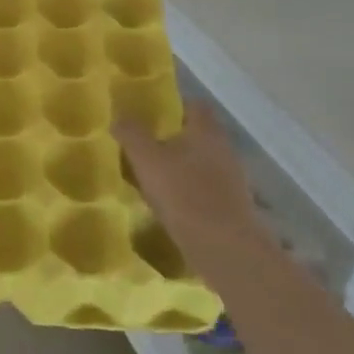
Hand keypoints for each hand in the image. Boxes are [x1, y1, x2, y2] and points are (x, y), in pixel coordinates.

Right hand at [116, 104, 259, 264]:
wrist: (225, 248)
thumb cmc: (184, 194)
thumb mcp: (146, 160)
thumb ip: (132, 133)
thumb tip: (119, 114)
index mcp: (206, 130)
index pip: (195, 105)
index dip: (174, 106)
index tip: (152, 115)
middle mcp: (224, 148)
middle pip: (199, 134)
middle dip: (175, 138)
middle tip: (147, 146)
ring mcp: (234, 179)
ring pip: (204, 163)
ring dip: (184, 167)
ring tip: (156, 178)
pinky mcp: (234, 206)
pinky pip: (208, 188)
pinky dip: (192, 191)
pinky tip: (173, 205)